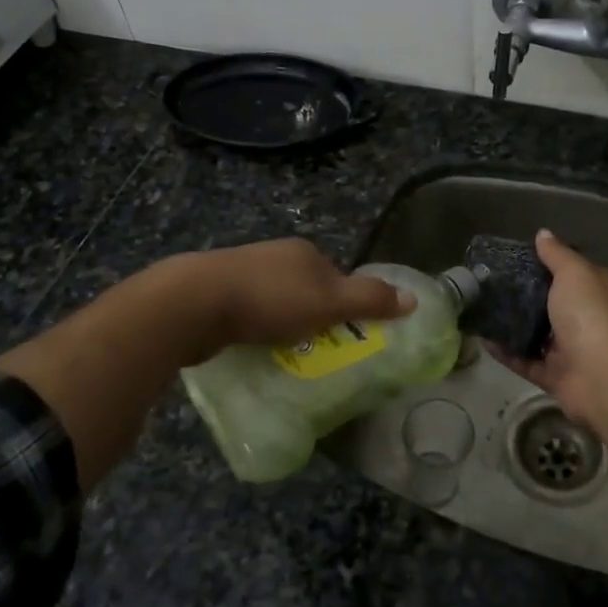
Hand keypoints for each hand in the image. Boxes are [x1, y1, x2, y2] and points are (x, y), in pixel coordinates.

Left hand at [185, 239, 412, 361]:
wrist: (193, 302)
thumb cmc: (268, 300)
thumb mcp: (328, 302)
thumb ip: (370, 300)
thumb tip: (414, 298)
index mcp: (303, 251)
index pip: (336, 277)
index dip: (343, 307)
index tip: (341, 337)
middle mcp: (274, 255)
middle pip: (305, 289)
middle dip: (310, 318)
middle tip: (313, 352)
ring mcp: (241, 271)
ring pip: (274, 302)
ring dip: (280, 326)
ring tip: (282, 355)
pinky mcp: (214, 292)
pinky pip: (246, 313)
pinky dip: (253, 329)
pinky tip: (249, 347)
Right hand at [492, 230, 607, 436]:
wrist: (602, 375)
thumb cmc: (591, 313)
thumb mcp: (574, 273)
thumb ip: (557, 254)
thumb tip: (543, 233)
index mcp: (599, 291)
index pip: (575, 272)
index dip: (551, 264)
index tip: (520, 258)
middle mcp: (588, 319)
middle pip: (553, 304)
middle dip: (526, 295)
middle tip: (494, 283)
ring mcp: (572, 349)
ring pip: (538, 334)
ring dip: (513, 325)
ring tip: (484, 309)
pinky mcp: (555, 375)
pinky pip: (526, 361)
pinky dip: (506, 352)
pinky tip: (483, 339)